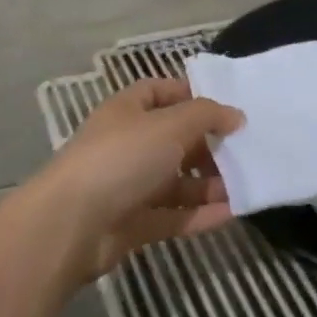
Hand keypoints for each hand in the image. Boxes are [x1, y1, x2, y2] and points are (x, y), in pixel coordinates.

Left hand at [34, 77, 242, 280]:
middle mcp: (127, 144)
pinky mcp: (133, 224)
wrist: (72, 224)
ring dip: (208, 183)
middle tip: (243, 151)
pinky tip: (232, 213)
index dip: (190, 96)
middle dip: (207, 145)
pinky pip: (173, 215)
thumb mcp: (170, 125)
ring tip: (244, 185)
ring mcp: (128, 186)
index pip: (159, 92)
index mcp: (127, 111)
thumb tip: (236, 115)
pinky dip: (200, 214)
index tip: (225, 108)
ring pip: (175, 180)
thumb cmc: (122, 158)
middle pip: (173, 139)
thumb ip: (207, 115)